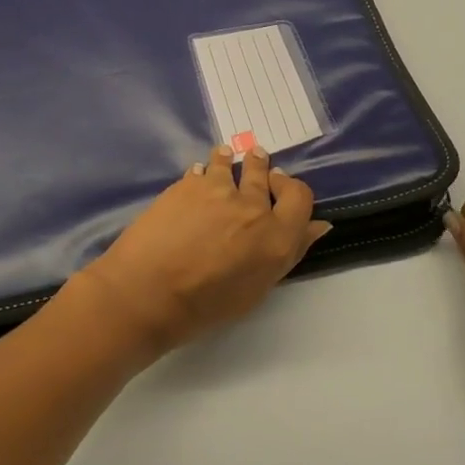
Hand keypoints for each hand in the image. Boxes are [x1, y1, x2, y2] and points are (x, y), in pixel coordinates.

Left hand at [77, 145, 331, 359]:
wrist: (147, 292)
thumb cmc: (204, 306)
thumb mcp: (256, 289)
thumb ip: (289, 252)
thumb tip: (317, 226)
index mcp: (277, 237)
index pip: (301, 196)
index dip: (292, 189)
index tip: (279, 187)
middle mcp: (253, 207)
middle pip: (264, 174)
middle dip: (261, 168)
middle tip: (257, 163)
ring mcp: (219, 190)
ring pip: (231, 163)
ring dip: (230, 161)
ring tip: (225, 158)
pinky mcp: (188, 184)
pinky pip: (202, 170)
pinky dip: (202, 172)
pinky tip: (197, 176)